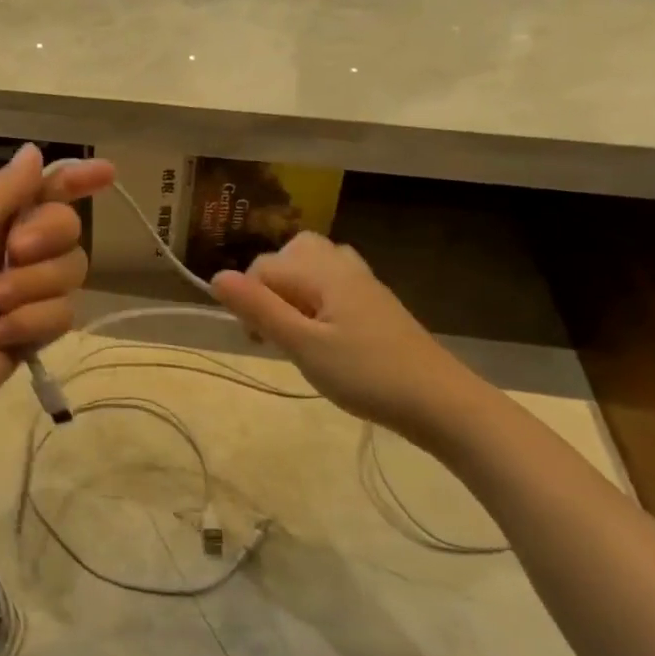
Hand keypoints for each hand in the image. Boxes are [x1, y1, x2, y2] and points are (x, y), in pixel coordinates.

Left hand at [0, 144, 113, 441]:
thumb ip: (3, 190)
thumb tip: (34, 151)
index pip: (40, 190)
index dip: (73, 180)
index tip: (107, 173)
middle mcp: (8, 252)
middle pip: (66, 228)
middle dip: (47, 236)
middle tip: (16, 251)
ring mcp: (22, 295)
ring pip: (70, 272)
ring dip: (32, 285)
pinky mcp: (31, 335)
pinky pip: (62, 315)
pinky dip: (30, 322)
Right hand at [210, 233, 480, 445]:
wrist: (439, 401)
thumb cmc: (365, 373)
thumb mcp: (303, 344)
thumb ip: (259, 308)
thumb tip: (215, 277)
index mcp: (321, 270)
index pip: (262, 267)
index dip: (248, 301)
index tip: (259, 341)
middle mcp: (341, 264)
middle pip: (288, 254)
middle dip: (269, 287)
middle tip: (276, 330)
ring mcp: (362, 282)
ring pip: (311, 266)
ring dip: (292, 292)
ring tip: (296, 330)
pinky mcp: (375, 302)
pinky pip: (332, 282)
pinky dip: (316, 299)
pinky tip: (324, 333)